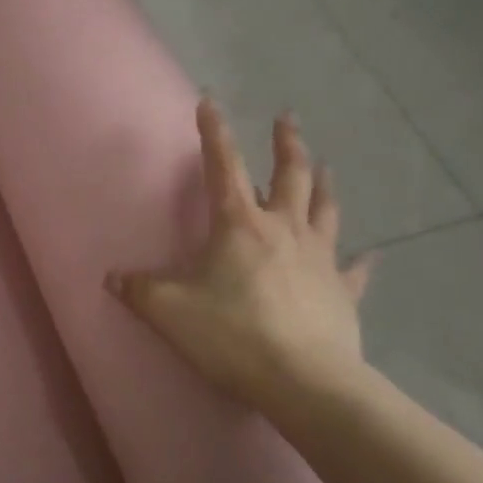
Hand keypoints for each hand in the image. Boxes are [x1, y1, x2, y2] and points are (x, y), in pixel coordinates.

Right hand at [106, 101, 373, 408]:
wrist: (303, 381)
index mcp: (239, 225)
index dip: (214, 132)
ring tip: (324, 165)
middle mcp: (284, 229)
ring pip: (325, 209)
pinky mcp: (342, 292)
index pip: (223, 166)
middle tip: (287, 118)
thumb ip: (138, 290)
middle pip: (290, 175)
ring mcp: (319, 259)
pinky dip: (360, 261)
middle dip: (286, 143)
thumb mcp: (168, 311)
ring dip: (322, 184)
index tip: (210, 101)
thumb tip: (111, 278)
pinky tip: (371, 255)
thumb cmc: (231, 334)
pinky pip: (354, 270)